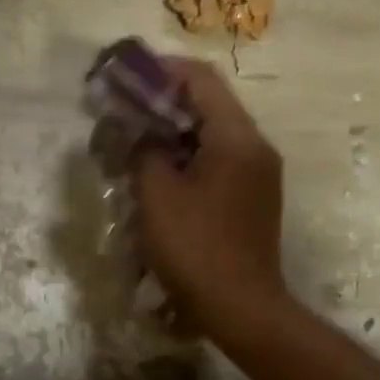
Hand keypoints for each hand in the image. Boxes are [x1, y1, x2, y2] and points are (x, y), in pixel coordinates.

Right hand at [131, 58, 286, 333]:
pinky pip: (216, 167)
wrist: (240, 307)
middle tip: (121, 119)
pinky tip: (157, 185)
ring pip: (209, 140)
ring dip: (170, 139)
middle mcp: (255, 148)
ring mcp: (257, 177)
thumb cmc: (195, 248)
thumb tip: (138, 133)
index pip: (201, 80)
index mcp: (236, 138)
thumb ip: (144, 152)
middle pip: (206, 108)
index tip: (124, 78)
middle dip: (160, 108)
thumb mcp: (157, 197)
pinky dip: (184, 165)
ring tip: (132, 153)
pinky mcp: (251, 202)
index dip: (160, 71)